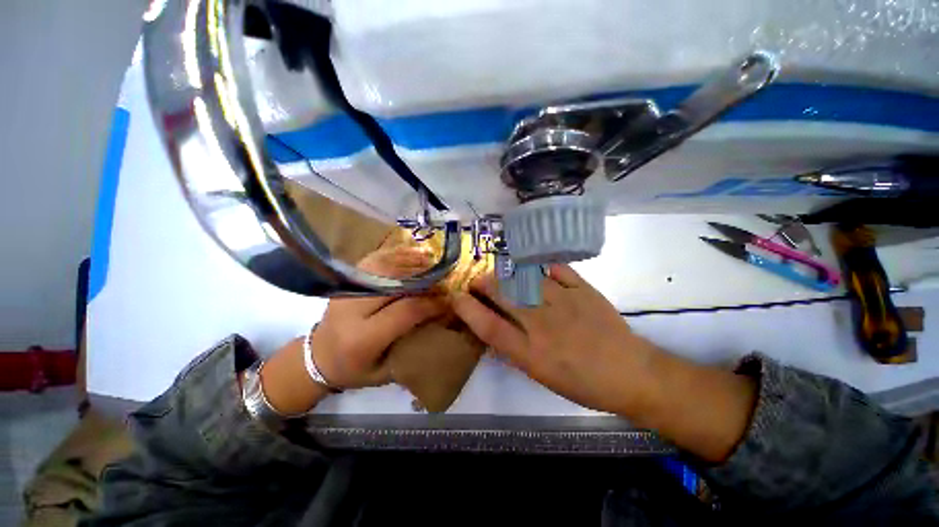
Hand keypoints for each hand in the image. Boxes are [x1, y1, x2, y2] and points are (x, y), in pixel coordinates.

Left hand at [310, 247, 444, 389]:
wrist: (318, 357)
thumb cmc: (355, 370)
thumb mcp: (386, 372)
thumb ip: (413, 346)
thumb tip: (442, 320)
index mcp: (362, 338)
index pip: (405, 311)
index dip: (432, 304)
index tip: (449, 301)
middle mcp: (352, 309)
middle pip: (397, 283)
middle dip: (426, 280)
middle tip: (445, 281)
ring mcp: (348, 290)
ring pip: (386, 266)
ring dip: (413, 263)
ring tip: (433, 264)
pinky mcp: (347, 280)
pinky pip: (376, 260)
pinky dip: (397, 255)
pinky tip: (413, 254)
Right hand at [453, 264, 757, 461]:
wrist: (630, 373)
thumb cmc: (582, 382)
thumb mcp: (540, 375)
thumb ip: (514, 349)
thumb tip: (492, 328)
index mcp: (531, 352)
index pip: (489, 326)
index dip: (468, 310)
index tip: (456, 297)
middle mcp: (543, 324)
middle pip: (504, 296)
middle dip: (484, 285)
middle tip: (476, 281)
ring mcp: (564, 303)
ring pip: (525, 279)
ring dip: (507, 274)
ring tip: (500, 274)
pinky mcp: (583, 290)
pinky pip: (556, 269)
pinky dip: (540, 266)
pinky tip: (532, 267)